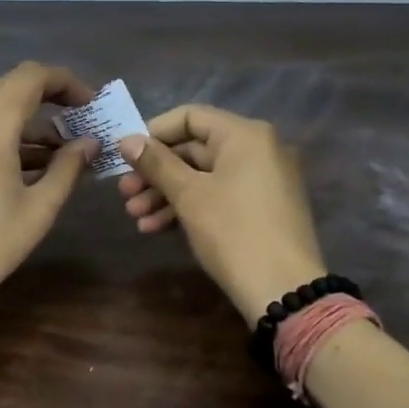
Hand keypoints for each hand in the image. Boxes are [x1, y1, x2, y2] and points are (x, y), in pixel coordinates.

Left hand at [0, 62, 99, 328]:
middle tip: (79, 122)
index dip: (65, 81)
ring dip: (26, 119)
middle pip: (10, 86)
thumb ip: (68, 168)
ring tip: (60, 151)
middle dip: (48, 97)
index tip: (89, 104)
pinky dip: (3, 134)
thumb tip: (91, 143)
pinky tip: (26, 165)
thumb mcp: (39, 209)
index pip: (30, 76)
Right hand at [116, 105, 325, 322]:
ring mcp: (263, 180)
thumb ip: (156, 163)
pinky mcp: (261, 208)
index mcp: (245, 135)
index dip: (154, 132)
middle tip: (124, 193)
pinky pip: (219, 195)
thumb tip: (126, 140)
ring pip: (203, 176)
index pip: (190, 117)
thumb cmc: (233, 231)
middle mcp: (258, 149)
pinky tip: (156, 228)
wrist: (284, 291)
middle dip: (156, 172)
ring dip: (166, 193)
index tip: (126, 155)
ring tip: (134, 216)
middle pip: (195, 148)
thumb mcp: (188, 195)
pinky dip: (189, 206)